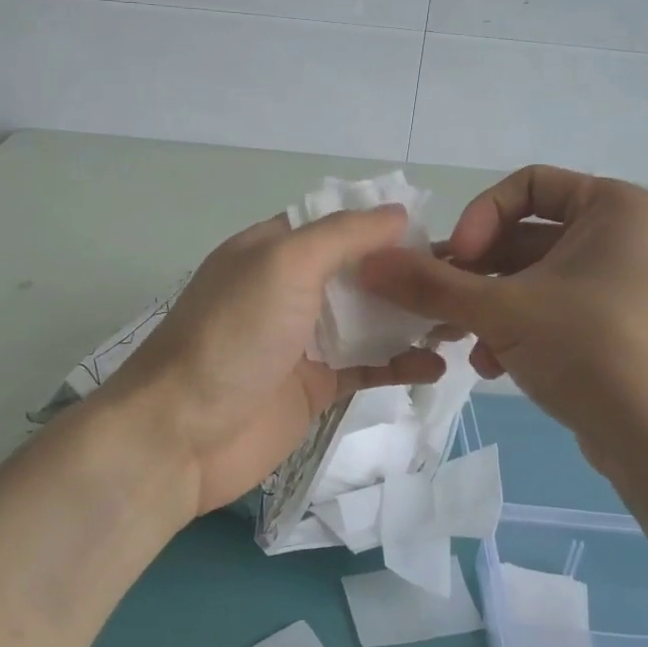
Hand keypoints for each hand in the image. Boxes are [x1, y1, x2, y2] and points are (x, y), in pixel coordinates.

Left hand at [103, 207, 446, 515]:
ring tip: (462, 321)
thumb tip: (399, 211)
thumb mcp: (285, 263)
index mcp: (274, 250)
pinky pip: (366, 367)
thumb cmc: (233, 335)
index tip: (440, 234)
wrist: (182, 435)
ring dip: (411, 318)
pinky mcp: (314, 386)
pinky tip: (437, 365)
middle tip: (465, 282)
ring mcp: (302, 340)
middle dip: (408, 275)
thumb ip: (343, 235)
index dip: (386, 227)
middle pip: (359, 273)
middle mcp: (289, 289)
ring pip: (368, 320)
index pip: (339, 226)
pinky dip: (400, 364)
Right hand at [359, 165, 647, 482]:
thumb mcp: (504, 312)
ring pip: (530, 278)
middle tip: (433, 303)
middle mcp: (621, 236)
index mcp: (614, 208)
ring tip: (454, 339)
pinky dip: (514, 329)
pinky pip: (548, 308)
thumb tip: (367, 262)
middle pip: (522, 237)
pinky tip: (491, 365)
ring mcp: (618, 283)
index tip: (456, 260)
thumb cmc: (594, 353)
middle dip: (472, 274)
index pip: (526, 185)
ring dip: (485, 306)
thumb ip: (431, 284)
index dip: (481, 217)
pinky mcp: (611, 325)